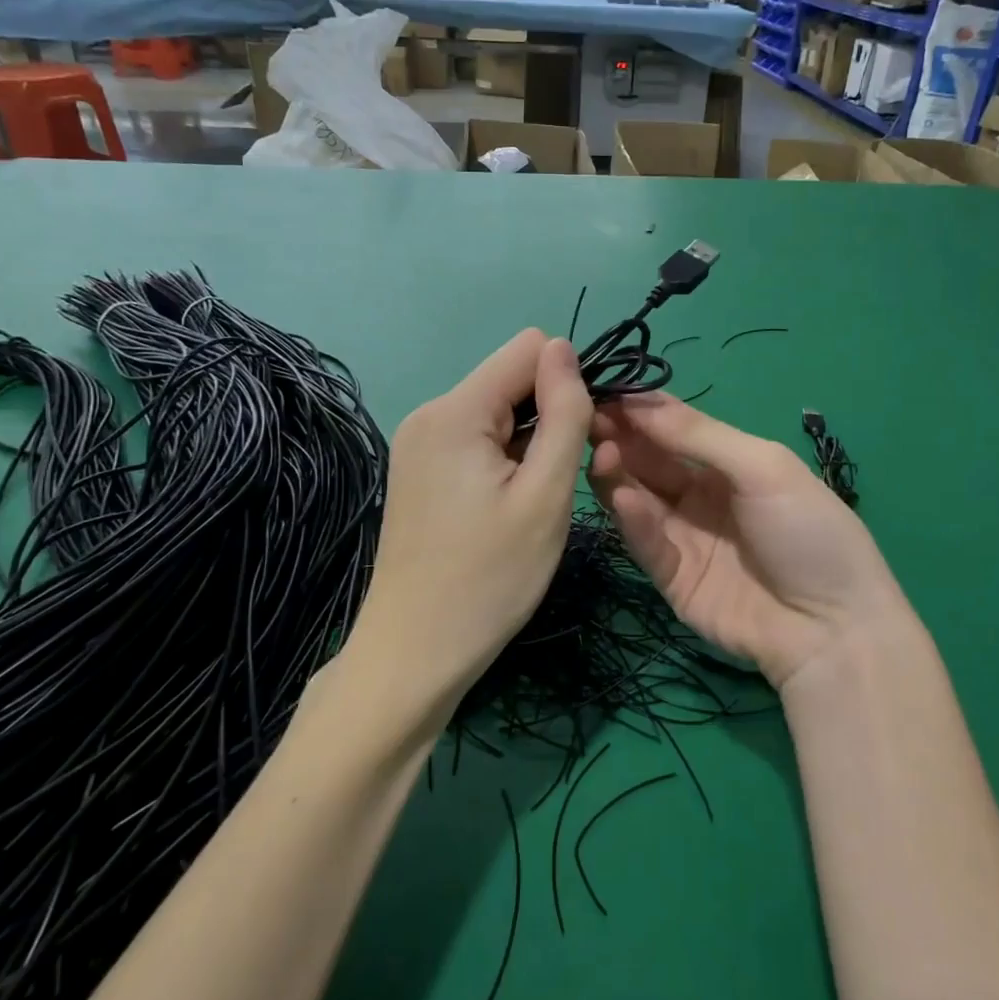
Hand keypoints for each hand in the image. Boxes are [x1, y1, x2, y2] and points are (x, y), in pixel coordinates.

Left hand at [349, 330, 592, 720]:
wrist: (414, 652)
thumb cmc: (490, 578)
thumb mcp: (545, 495)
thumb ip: (563, 413)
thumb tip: (565, 347)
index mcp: (455, 410)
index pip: (529, 348)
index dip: (568, 381)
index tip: (584, 435)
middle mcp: (430, 413)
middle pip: (510, 379)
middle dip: (549, 412)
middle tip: (561, 480)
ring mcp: (419, 442)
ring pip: (496, 411)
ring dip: (528, 441)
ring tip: (534, 500)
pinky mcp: (419, 470)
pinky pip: (475, 439)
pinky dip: (503, 459)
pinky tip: (506, 506)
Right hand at [589, 395, 909, 689]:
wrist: (832, 629)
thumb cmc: (809, 533)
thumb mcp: (764, 469)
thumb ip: (700, 436)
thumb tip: (637, 399)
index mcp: (728, 462)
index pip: (673, 426)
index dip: (639, 408)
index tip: (600, 389)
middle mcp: (699, 494)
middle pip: (648, 459)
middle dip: (619, 437)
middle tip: (588, 420)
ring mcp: (684, 536)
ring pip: (637, 497)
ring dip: (617, 473)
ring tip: (601, 454)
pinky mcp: (671, 577)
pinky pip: (646, 542)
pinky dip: (633, 519)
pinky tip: (624, 499)